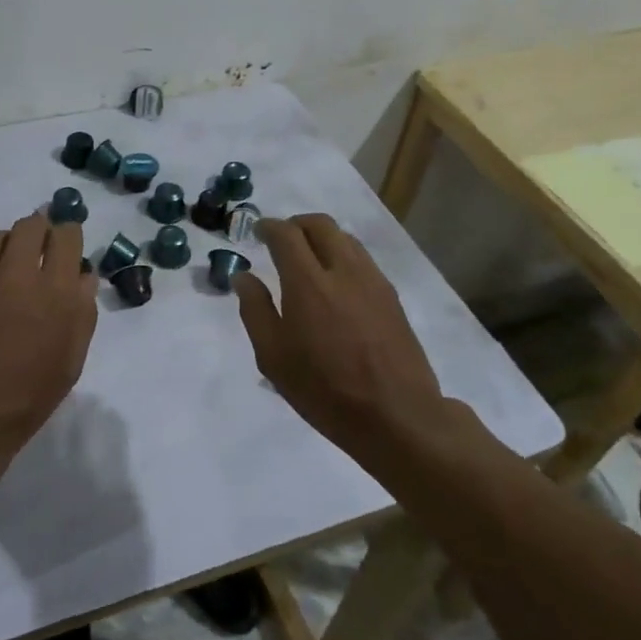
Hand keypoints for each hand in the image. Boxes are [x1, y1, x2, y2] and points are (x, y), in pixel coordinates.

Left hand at [0, 213, 98, 459]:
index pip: (66, 235)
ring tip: (11, 268)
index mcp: (56, 292)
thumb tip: (83, 276)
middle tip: (41, 250)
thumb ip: (82, 312)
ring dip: (11, 245)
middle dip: (41, 230)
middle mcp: (18, 274)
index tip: (67, 245)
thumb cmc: (27, 397)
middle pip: (31, 224)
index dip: (69, 235)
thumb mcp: (71, 361)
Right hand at [231, 213, 450, 459]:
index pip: (286, 234)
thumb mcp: (273, 357)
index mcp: (308, 283)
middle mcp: (343, 270)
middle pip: (320, 224)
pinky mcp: (391, 296)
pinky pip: (363, 259)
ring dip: (322, 237)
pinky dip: (343, 255)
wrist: (396, 416)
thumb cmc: (324, 390)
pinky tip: (335, 283)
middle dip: (296, 224)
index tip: (258, 232)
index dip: (268, 226)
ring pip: (345, 238)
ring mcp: (373, 281)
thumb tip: (244, 276)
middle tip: (281, 240)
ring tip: (308, 259)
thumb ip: (255, 310)